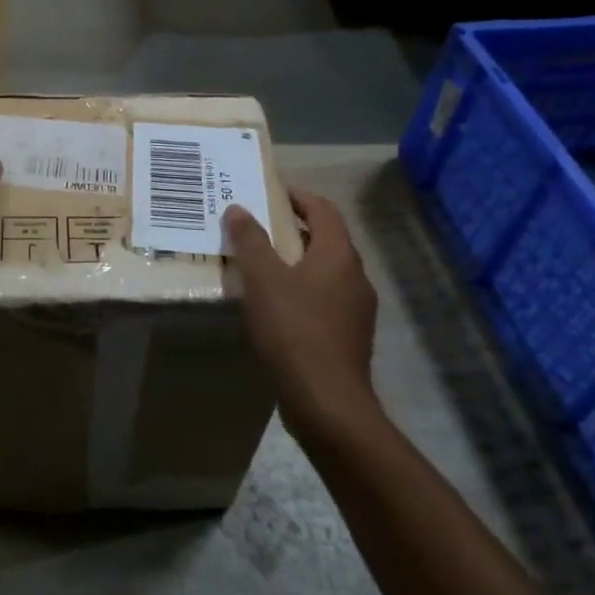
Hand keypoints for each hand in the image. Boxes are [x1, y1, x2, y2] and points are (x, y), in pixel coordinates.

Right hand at [224, 188, 381, 439]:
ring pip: (324, 270)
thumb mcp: (263, 280)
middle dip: (292, 227)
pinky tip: (274, 304)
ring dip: (295, 260)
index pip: (323, 210)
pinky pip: (323, 298)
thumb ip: (250, 241)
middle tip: (257, 224)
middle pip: (326, 239)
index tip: (270, 191)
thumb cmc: (294, 330)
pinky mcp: (348, 336)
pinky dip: (300, 289)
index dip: (298, 196)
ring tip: (260, 262)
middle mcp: (355, 277)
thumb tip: (238, 208)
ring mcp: (355, 309)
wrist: (327, 403)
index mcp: (339, 255)